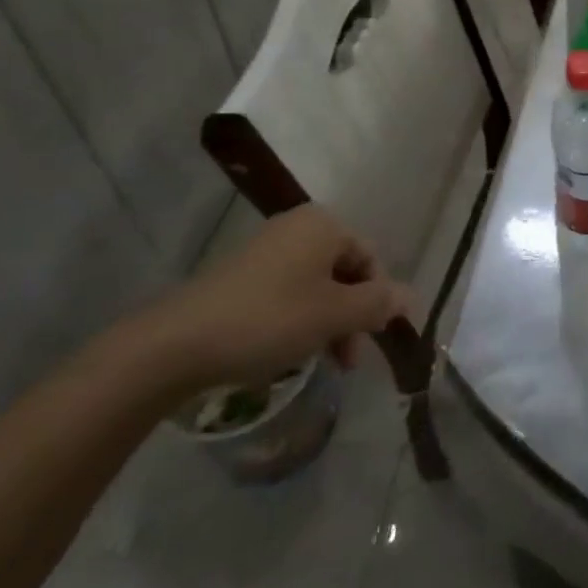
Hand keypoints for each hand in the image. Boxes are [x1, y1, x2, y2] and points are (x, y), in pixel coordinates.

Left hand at [138, 205, 412, 390]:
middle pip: (344, 272)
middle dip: (352, 316)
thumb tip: (411, 298)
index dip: (378, 300)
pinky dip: (298, 320)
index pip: (371, 259)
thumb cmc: (269, 320)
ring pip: (316, 286)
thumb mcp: (334, 315)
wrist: (176, 345)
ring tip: (319, 363)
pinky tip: (287, 352)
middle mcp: (297, 227)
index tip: (372, 342)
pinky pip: (287, 293)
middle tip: (347, 361)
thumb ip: (378, 304)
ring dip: (327, 323)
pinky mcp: (241, 276)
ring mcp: (267, 250)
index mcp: (324, 225)